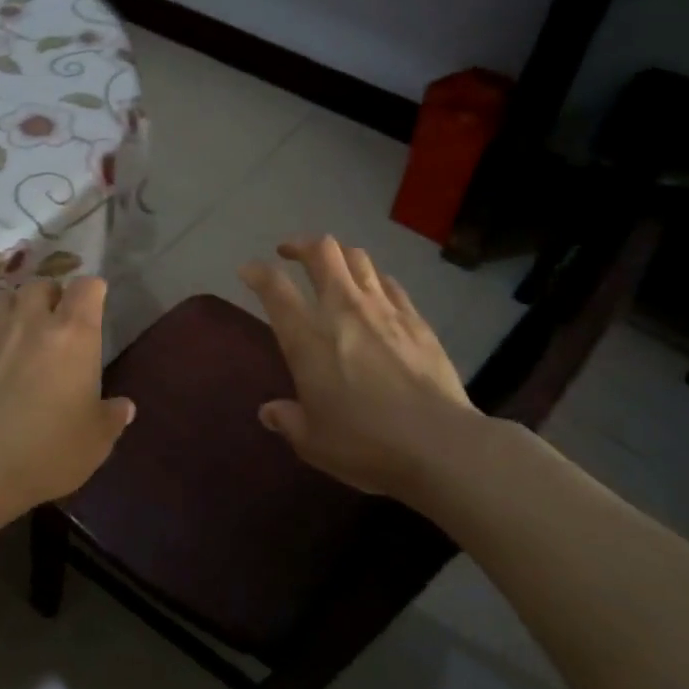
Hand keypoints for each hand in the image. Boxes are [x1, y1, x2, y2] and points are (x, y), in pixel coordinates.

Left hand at [0, 277, 134, 516]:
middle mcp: (32, 318)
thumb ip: (112, 417)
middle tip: (51, 321)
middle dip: (49, 297)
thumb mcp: (96, 441)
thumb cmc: (48, 449)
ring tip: (10, 328)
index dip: (92, 292)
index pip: (87, 287)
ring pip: (0, 295)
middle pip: (41, 285)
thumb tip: (124, 406)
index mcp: (75, 333)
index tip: (93, 304)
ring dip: (9, 306)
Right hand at [239, 236, 486, 503]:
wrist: (439, 444)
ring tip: (331, 265)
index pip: (275, 288)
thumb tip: (270, 412)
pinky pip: (389, 282)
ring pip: (357, 257)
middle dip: (300, 244)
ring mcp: (383, 310)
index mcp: (307, 338)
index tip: (249, 271)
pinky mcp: (415, 319)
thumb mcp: (313, 442)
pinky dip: (373, 277)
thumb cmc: (365, 443)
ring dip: (338, 254)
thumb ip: (288, 420)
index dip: (257, 272)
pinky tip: (373, 289)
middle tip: (290, 252)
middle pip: (321, 252)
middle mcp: (342, 310)